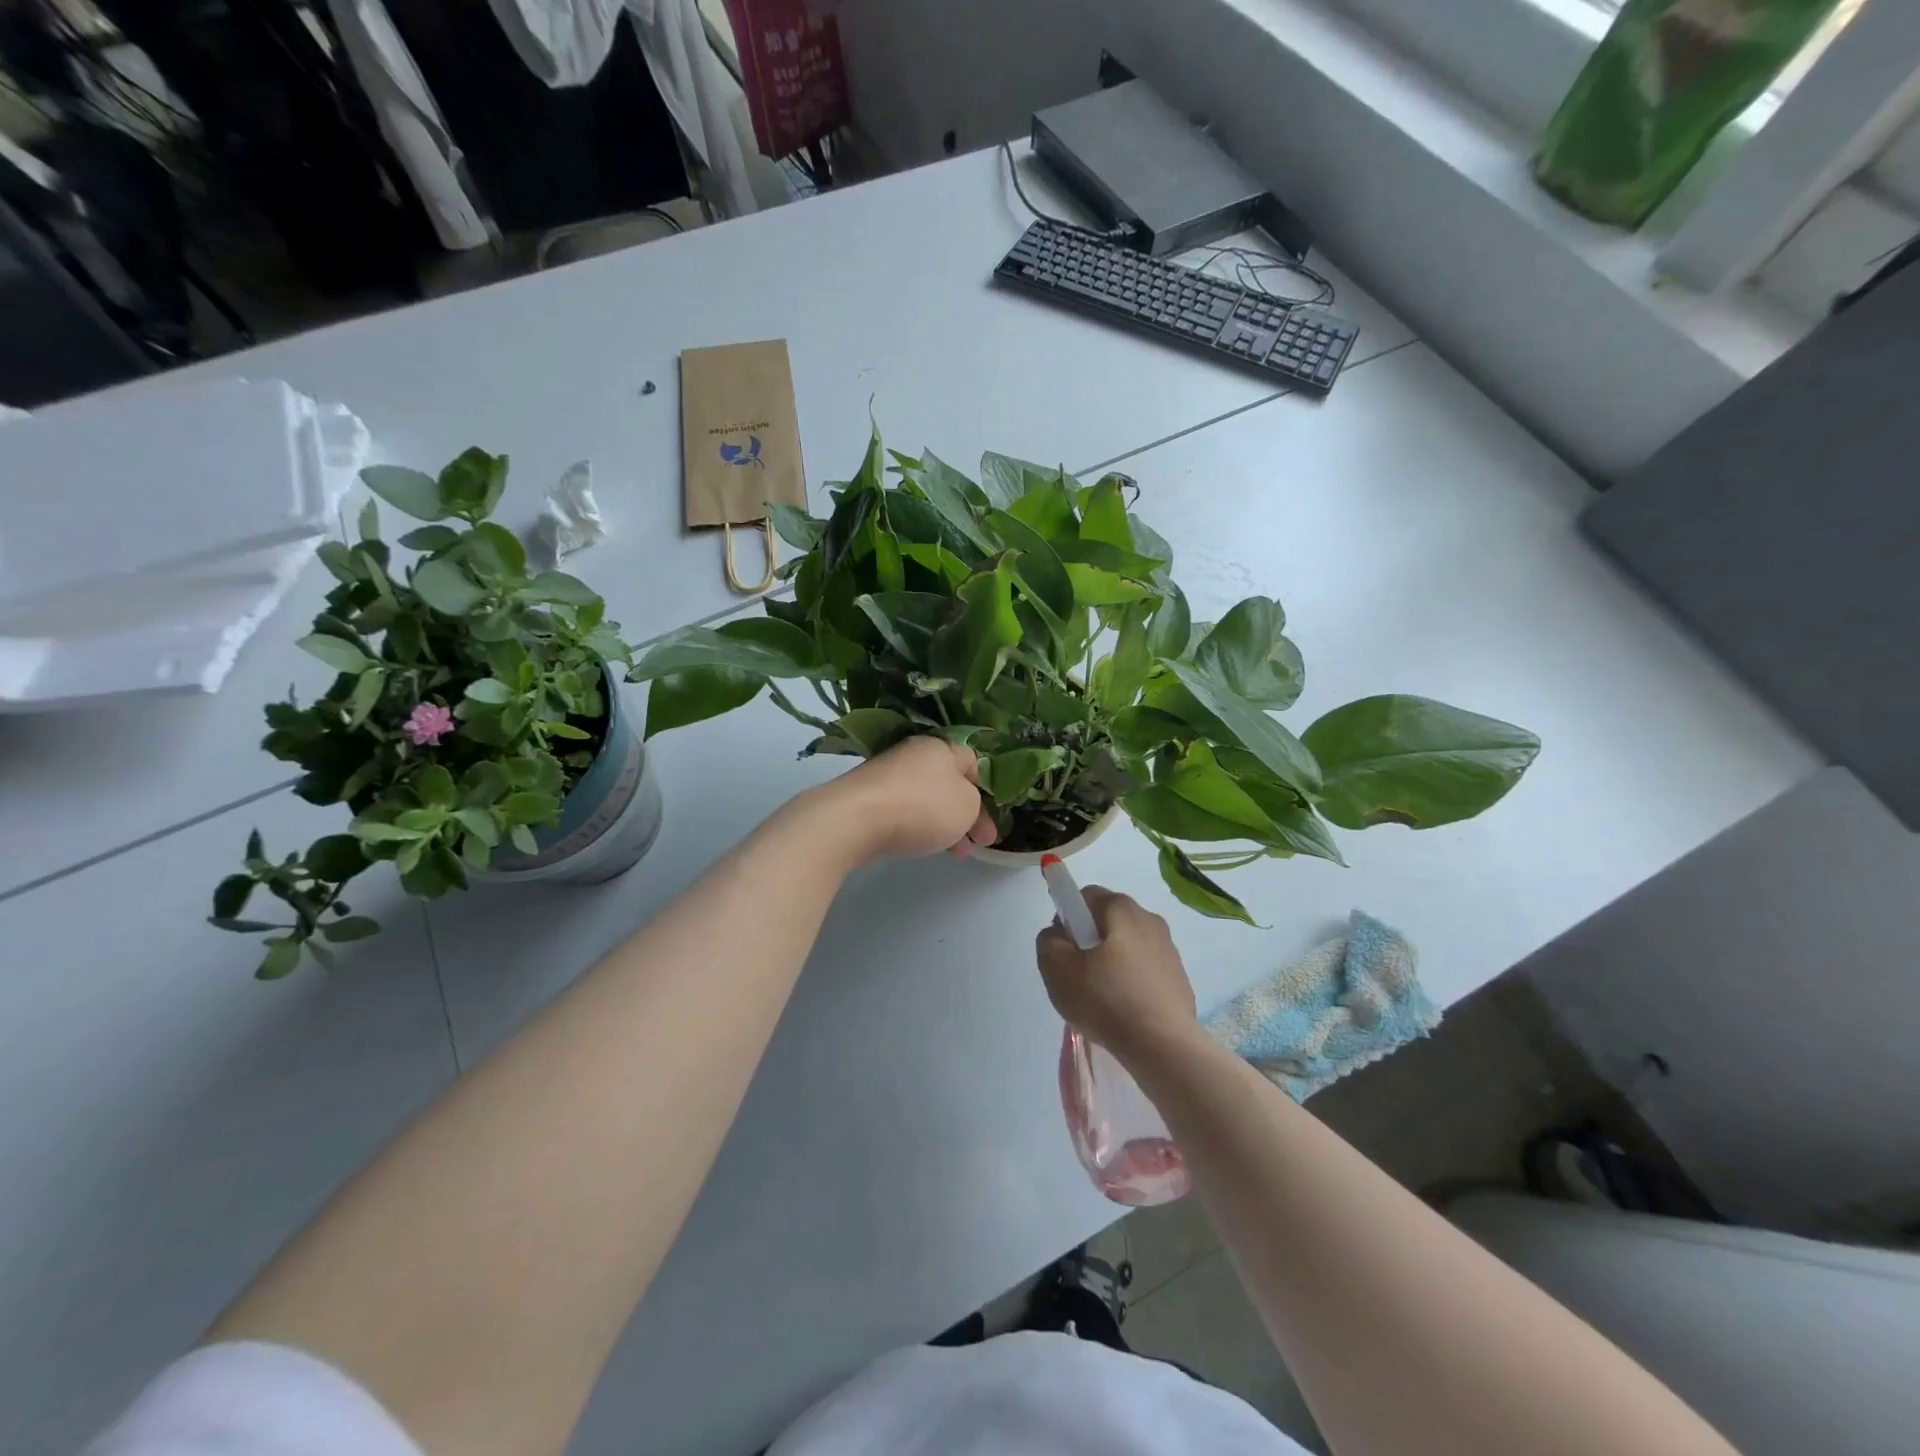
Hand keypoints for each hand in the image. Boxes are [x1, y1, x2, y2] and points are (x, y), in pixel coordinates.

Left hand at [817, 737, 996, 862]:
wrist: (856, 819)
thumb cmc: (923, 806)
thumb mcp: (967, 806)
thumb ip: (975, 803)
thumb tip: (962, 803)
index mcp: (942, 746)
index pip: (974, 763)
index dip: (988, 791)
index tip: (992, 818)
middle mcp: (915, 754)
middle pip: (950, 783)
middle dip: (968, 814)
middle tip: (980, 843)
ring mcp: (889, 774)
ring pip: (929, 799)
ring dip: (946, 824)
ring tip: (957, 853)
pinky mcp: (870, 796)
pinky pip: (905, 809)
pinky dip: (920, 826)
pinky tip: (924, 845)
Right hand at [1035, 889, 1198, 1061]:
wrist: (1163, 1046)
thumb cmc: (1106, 1000)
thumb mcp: (1056, 967)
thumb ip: (1048, 940)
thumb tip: (1060, 934)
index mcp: (1121, 908)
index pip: (1085, 897)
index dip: (1067, 918)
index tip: (1063, 949)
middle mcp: (1150, 919)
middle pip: (1107, 920)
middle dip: (1088, 941)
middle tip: (1077, 975)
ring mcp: (1169, 949)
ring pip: (1127, 946)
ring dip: (1110, 962)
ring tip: (1100, 998)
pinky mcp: (1179, 978)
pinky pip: (1144, 970)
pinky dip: (1131, 982)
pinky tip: (1123, 1010)